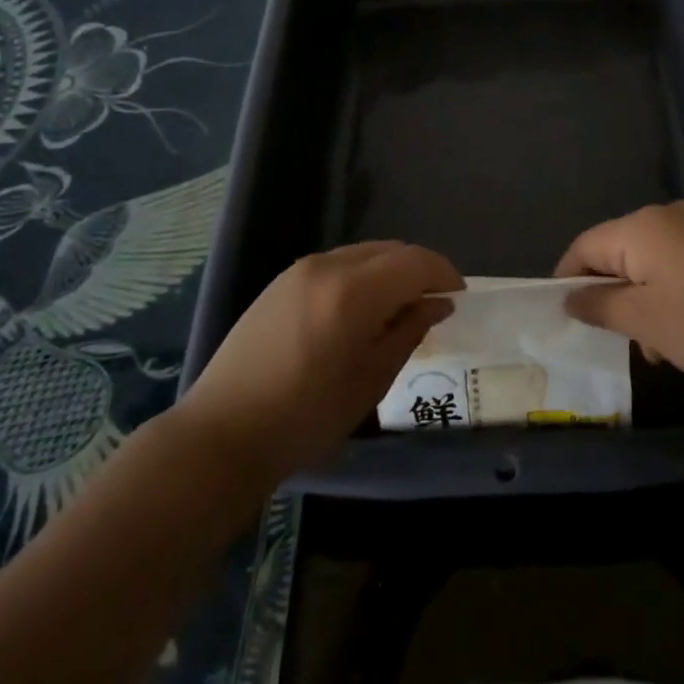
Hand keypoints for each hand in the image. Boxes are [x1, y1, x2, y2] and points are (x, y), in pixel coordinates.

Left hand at [177, 242, 460, 485]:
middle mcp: (328, 266)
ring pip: (363, 254)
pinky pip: (337, 265)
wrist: (223, 433)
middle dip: (419, 270)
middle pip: (390, 250)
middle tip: (434, 303)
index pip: (415, 262)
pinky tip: (361, 309)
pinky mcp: (281, 282)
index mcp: (354, 291)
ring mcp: (300, 270)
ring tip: (399, 307)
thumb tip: (437, 303)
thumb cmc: (307, 416)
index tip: (459, 295)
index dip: (444, 273)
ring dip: (390, 271)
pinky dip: (362, 276)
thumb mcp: (372, 379)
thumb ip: (409, 331)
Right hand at [555, 201, 683, 383]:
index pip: (584, 246)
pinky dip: (668, 293)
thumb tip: (569, 296)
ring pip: (648, 262)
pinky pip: (677, 263)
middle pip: (617, 252)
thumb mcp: (645, 321)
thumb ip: (600, 306)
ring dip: (642, 301)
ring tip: (657, 347)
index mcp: (640, 227)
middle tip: (618, 340)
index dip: (567, 280)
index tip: (565, 317)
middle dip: (611, 296)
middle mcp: (666, 216)